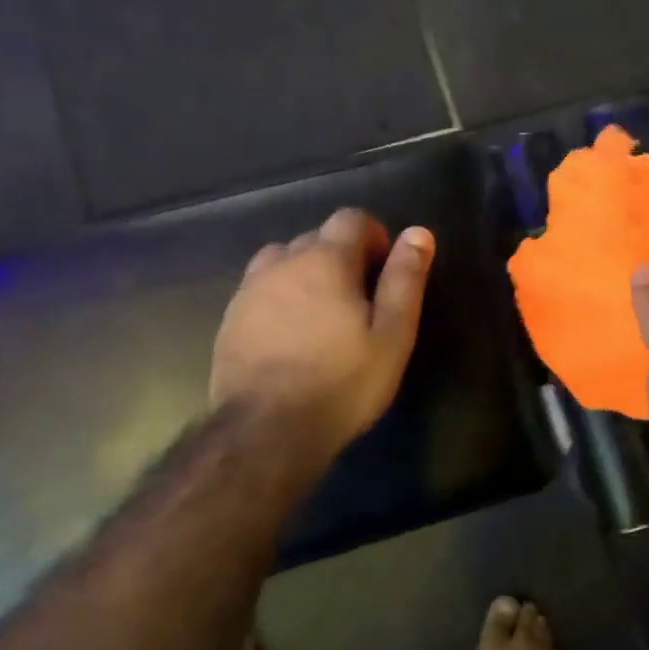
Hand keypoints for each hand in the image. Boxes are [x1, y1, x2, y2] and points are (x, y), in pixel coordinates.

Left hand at [212, 209, 434, 467]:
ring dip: (306, 273)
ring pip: (283, 260)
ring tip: (322, 313)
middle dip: (342, 256)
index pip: (351, 218)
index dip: (374, 236)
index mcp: (326, 259)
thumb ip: (405, 279)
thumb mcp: (392, 334)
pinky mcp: (229, 318)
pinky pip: (260, 290)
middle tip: (360, 300)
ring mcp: (250, 289)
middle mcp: (283, 262)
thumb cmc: (342, 383)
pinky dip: (280, 297)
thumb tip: (418, 233)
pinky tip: (290, 335)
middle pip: (316, 237)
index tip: (384, 269)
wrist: (266, 431)